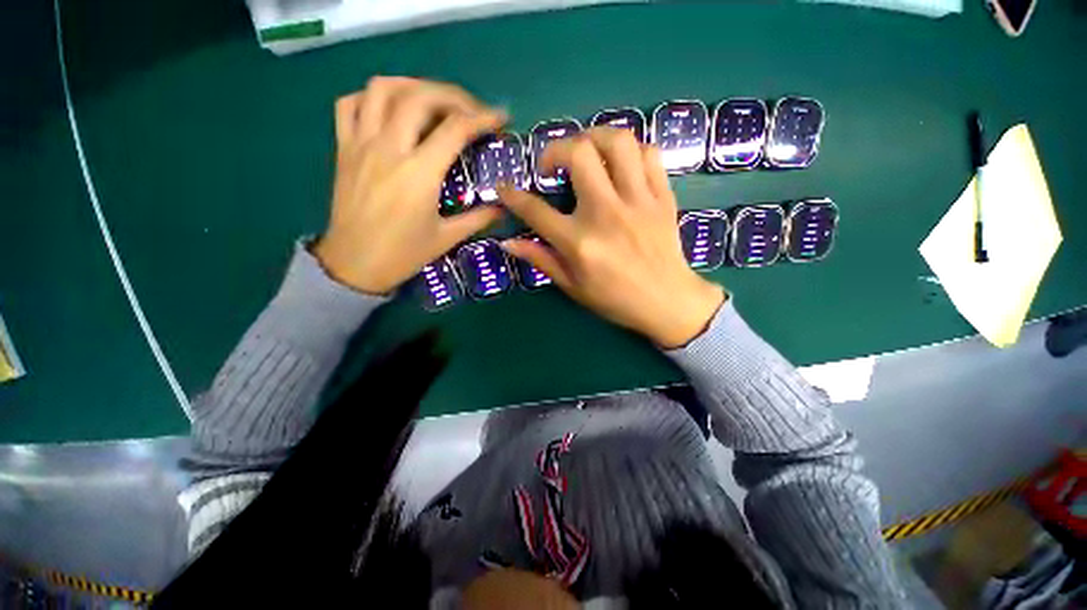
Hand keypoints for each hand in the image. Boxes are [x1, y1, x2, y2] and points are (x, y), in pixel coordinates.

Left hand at [314, 77, 505, 293]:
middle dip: (454, 96)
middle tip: (471, 111)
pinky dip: (373, 97)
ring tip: (433, 101)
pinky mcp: (344, 149)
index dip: (482, 118)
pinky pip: (350, 104)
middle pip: (421, 97)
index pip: (455, 129)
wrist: (354, 265)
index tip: (500, 119)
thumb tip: (503, 208)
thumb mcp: (446, 238)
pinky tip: (391, 110)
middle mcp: (389, 149)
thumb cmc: (403, 254)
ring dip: (414, 86)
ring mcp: (361, 144)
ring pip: (383, 89)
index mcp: (419, 174)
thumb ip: (478, 219)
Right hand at [499, 128, 725, 348]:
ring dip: (595, 137)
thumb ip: (541, 259)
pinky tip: (621, 166)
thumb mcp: (572, 286)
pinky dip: (631, 152)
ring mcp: (638, 201)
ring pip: (618, 142)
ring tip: (587, 153)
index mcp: (579, 242)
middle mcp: (606, 213)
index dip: (513, 196)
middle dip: (556, 149)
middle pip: (579, 153)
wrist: (666, 301)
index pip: (536, 210)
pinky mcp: (662, 198)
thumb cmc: (615, 299)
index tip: (505, 188)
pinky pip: (650, 154)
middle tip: (553, 166)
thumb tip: (508, 242)